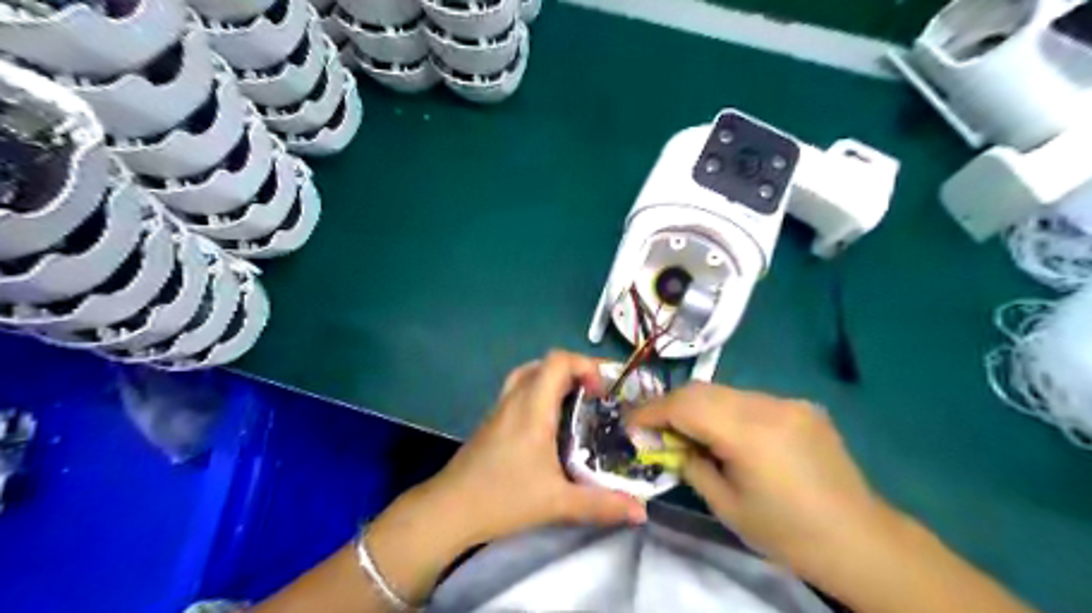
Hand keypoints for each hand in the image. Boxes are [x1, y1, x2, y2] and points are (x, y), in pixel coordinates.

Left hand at [419, 350, 640, 544]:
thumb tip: (642, 511)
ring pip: (529, 374)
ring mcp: (500, 407)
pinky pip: (519, 390)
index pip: (558, 360)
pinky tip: (549, 424)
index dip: (586, 365)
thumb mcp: (557, 503)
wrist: (448, 510)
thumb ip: (601, 505)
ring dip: (555, 380)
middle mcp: (515, 398)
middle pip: (545, 363)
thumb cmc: (502, 498)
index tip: (603, 392)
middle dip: (575, 372)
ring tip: (575, 404)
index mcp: (533, 407)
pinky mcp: (492, 420)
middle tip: (595, 396)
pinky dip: (539, 392)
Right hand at [627, 384, 899, 578]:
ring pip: (726, 392)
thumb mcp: (726, 506)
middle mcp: (768, 405)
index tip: (631, 423)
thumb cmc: (787, 532)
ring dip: (700, 407)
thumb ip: (691, 465)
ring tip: (690, 432)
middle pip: (703, 389)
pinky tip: (731, 435)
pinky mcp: (803, 407)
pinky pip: (751, 400)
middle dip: (672, 405)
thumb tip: (671, 445)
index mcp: (748, 433)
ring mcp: (789, 402)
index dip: (652, 411)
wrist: (860, 540)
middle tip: (655, 428)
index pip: (685, 404)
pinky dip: (728, 411)